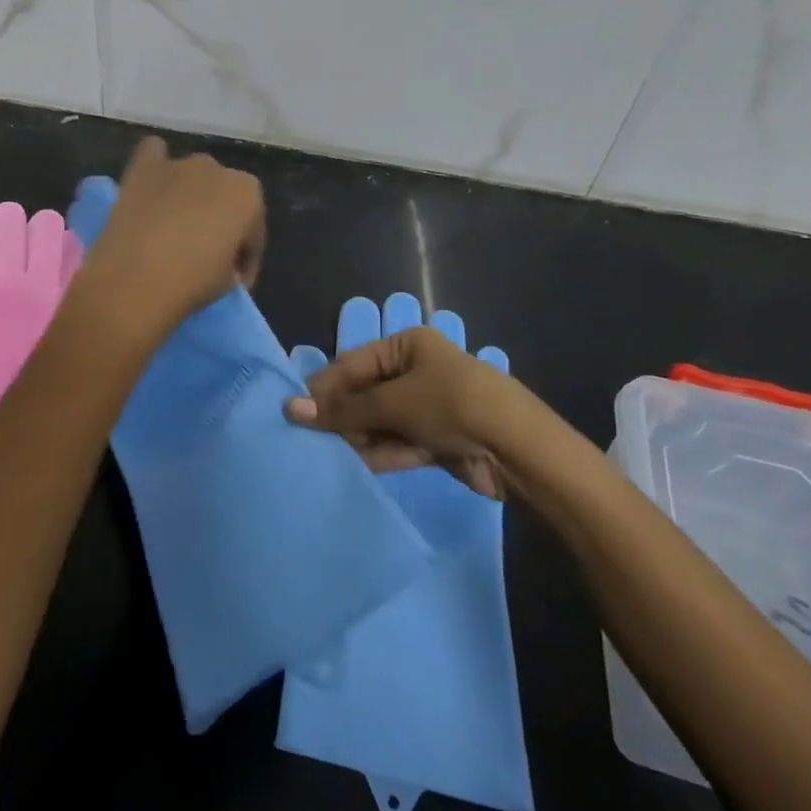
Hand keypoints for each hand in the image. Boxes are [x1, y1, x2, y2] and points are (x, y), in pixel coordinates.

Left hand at [75, 137, 264, 335]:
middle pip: (222, 198)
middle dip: (218, 222)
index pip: (253, 230)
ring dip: (189, 196)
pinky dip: (155, 166)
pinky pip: (153, 153)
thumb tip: (221, 261)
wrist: (136, 278)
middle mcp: (218, 169)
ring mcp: (179, 164)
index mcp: (248, 195)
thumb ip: (232, 262)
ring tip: (173, 226)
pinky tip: (152, 185)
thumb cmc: (192, 282)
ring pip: (192, 176)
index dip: (244, 258)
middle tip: (204, 254)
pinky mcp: (144, 167)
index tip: (234, 280)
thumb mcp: (228, 281)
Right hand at [287, 325, 518, 498]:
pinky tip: (350, 466)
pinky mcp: (437, 440)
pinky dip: (377, 453)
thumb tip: (291, 408)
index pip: (354, 363)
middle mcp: (417, 371)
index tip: (294, 409)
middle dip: (340, 416)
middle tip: (306, 436)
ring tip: (321, 454)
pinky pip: (398, 443)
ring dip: (356, 437)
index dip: (325, 387)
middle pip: (366, 393)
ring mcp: (428, 407)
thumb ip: (342, 410)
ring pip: (380, 421)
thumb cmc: (451, 405)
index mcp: (408, 345)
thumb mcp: (393, 403)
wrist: (519, 450)